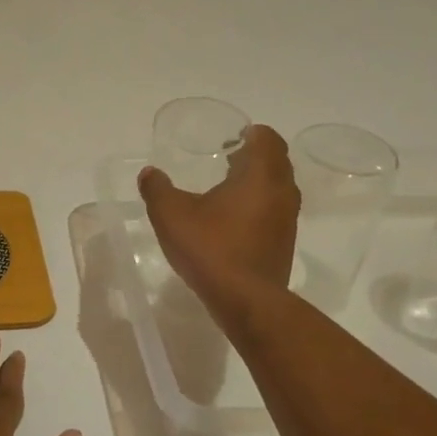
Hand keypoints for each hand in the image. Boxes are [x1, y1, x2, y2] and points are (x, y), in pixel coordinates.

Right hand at [138, 123, 299, 331]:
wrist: (245, 300)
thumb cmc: (211, 248)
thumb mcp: (171, 215)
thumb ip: (157, 189)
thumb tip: (149, 173)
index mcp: (260, 176)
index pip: (269, 140)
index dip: (253, 134)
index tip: (235, 136)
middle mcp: (281, 193)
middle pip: (277, 163)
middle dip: (255, 156)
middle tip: (228, 157)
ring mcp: (287, 221)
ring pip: (278, 189)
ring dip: (258, 182)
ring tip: (228, 187)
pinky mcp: (284, 244)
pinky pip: (275, 212)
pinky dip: (259, 206)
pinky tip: (232, 220)